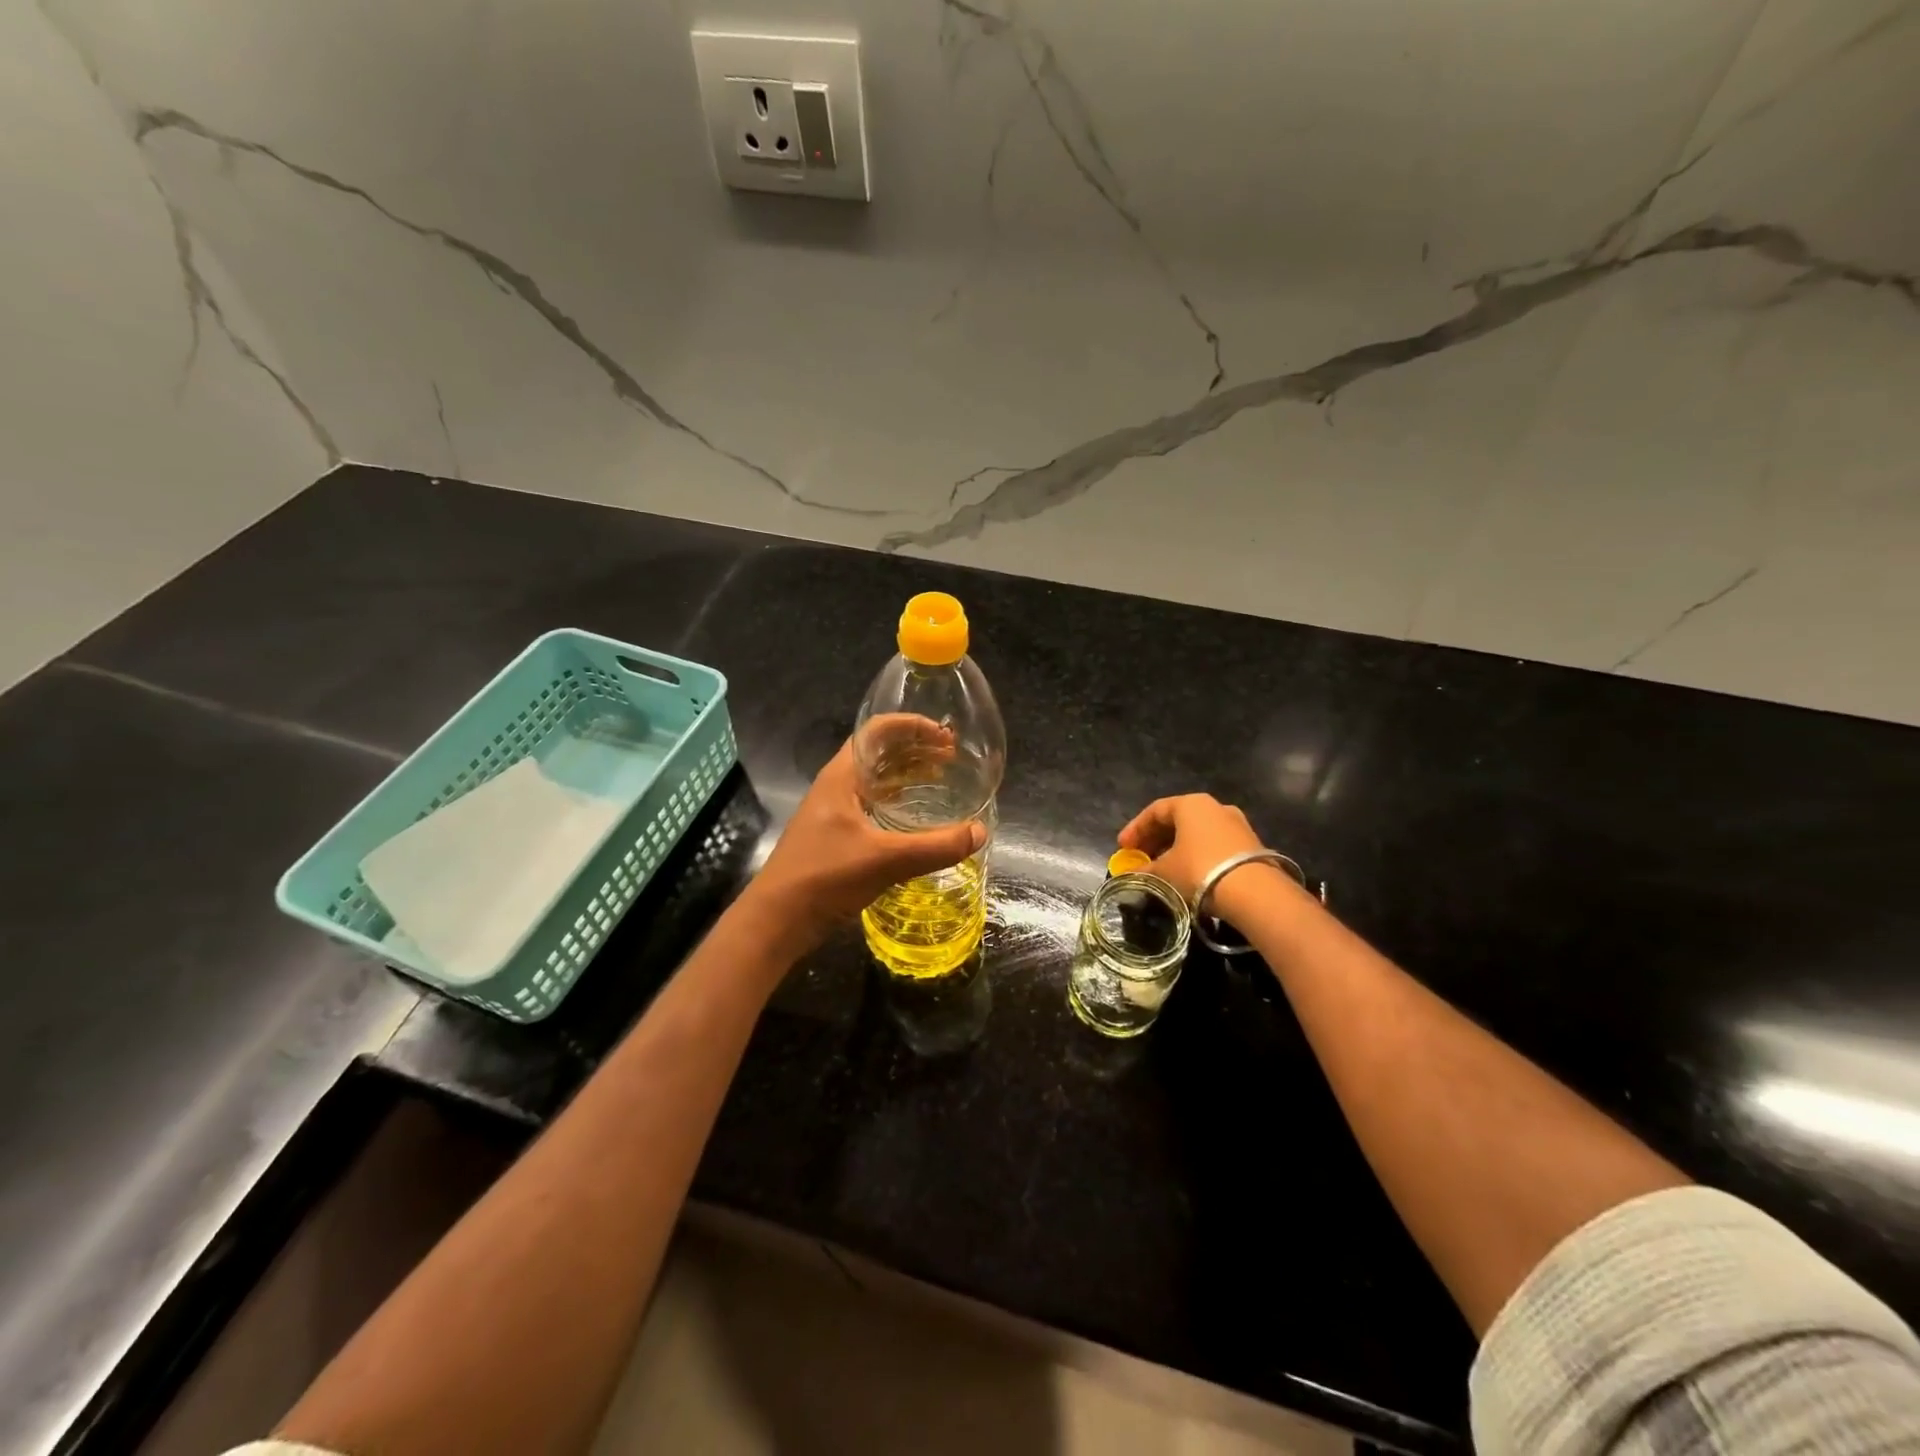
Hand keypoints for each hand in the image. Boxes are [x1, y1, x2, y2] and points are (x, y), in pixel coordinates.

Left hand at [748, 736, 984, 952]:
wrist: (777, 920)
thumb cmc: (824, 877)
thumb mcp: (885, 860)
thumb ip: (935, 846)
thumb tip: (980, 832)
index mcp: (842, 776)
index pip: (876, 730)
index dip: (911, 725)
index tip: (944, 735)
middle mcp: (837, 786)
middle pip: (878, 752)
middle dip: (915, 749)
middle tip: (951, 757)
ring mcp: (834, 811)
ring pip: (876, 779)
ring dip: (907, 774)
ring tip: (942, 780)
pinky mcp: (836, 835)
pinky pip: (873, 804)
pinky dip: (898, 802)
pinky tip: (918, 818)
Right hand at [1116, 793, 1263, 905]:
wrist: (1254, 892)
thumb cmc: (1199, 870)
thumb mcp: (1164, 871)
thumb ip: (1144, 870)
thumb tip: (1129, 874)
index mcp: (1190, 804)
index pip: (1154, 811)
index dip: (1135, 829)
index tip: (1122, 848)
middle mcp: (1214, 807)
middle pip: (1176, 819)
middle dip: (1155, 839)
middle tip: (1140, 857)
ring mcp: (1236, 824)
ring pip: (1196, 832)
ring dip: (1175, 847)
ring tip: (1162, 868)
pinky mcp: (1250, 844)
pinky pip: (1213, 844)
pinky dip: (1195, 854)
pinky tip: (1188, 873)